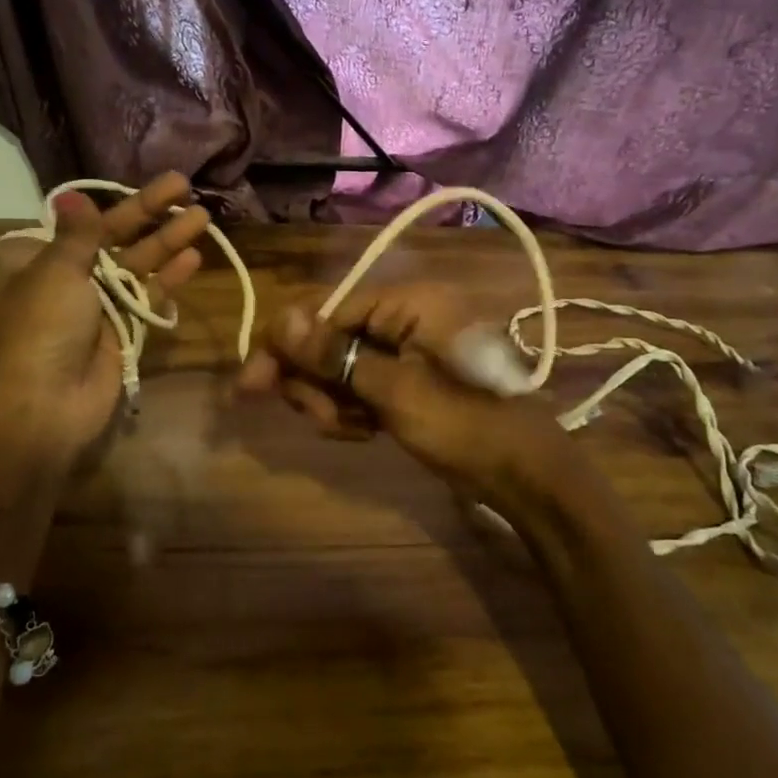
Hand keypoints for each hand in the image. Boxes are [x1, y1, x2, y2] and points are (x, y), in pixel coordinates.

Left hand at [0, 172, 211, 471]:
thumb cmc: (43, 328)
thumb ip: (78, 234)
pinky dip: (167, 278)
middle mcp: (64, 279)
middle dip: (149, 214)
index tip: (142, 183)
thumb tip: (73, 196)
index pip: (78, 223)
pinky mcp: (122, 330)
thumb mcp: (55, 270)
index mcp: (32, 261)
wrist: (48, 405)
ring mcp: (96, 306)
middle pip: (112, 239)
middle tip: (184, 185)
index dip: (112, 204)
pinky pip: (147, 297)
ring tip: (202, 216)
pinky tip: (193, 257)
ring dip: (167, 241)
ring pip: (135, 265)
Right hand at [235, 282, 568, 502]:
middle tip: (321, 419)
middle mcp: (405, 316)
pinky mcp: (409, 379)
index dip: (285, 346)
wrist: (527, 475)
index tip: (250, 386)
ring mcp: (408, 350)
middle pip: (330, 338)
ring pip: (342, 366)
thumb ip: (334, 355)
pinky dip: (354, 409)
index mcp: (407, 302)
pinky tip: (364, 433)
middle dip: (316, 380)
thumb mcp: (393, 390)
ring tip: (353, 431)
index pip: (326, 310)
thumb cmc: (464, 424)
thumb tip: (280, 318)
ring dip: (333, 400)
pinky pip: (362, 385)